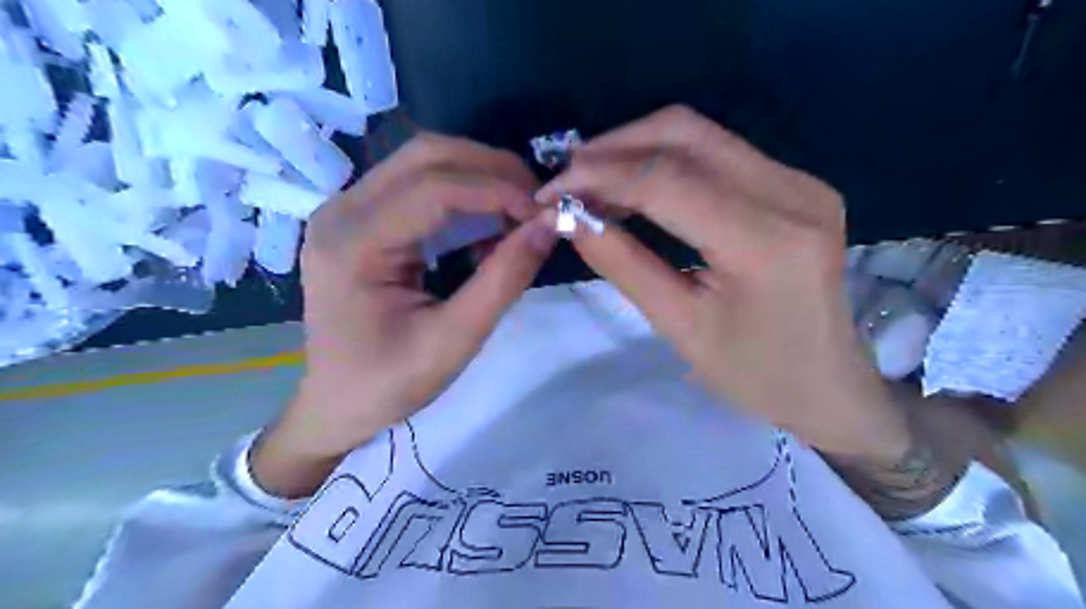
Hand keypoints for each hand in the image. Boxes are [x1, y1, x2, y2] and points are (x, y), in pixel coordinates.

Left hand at [255, 134, 555, 499]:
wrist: (337, 403)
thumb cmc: (390, 382)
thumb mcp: (455, 339)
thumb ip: (503, 279)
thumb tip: (549, 225)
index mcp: (353, 243)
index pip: (435, 187)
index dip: (498, 189)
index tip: (546, 212)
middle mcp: (342, 210)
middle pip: (427, 156)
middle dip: (492, 170)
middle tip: (537, 204)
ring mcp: (346, 210)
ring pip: (424, 162)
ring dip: (479, 177)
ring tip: (519, 211)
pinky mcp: (360, 218)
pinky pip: (417, 185)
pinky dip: (462, 194)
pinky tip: (487, 223)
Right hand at [538, 108, 910, 462]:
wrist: (828, 384)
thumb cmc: (754, 373)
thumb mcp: (679, 326)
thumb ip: (623, 264)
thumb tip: (569, 218)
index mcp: (764, 240)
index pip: (666, 180)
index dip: (600, 176)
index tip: (551, 192)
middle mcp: (791, 192)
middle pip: (685, 133)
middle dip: (614, 147)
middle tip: (568, 178)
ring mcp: (800, 181)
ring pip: (700, 134)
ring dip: (637, 149)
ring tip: (592, 182)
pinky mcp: (796, 184)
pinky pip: (718, 152)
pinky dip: (666, 161)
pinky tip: (636, 187)